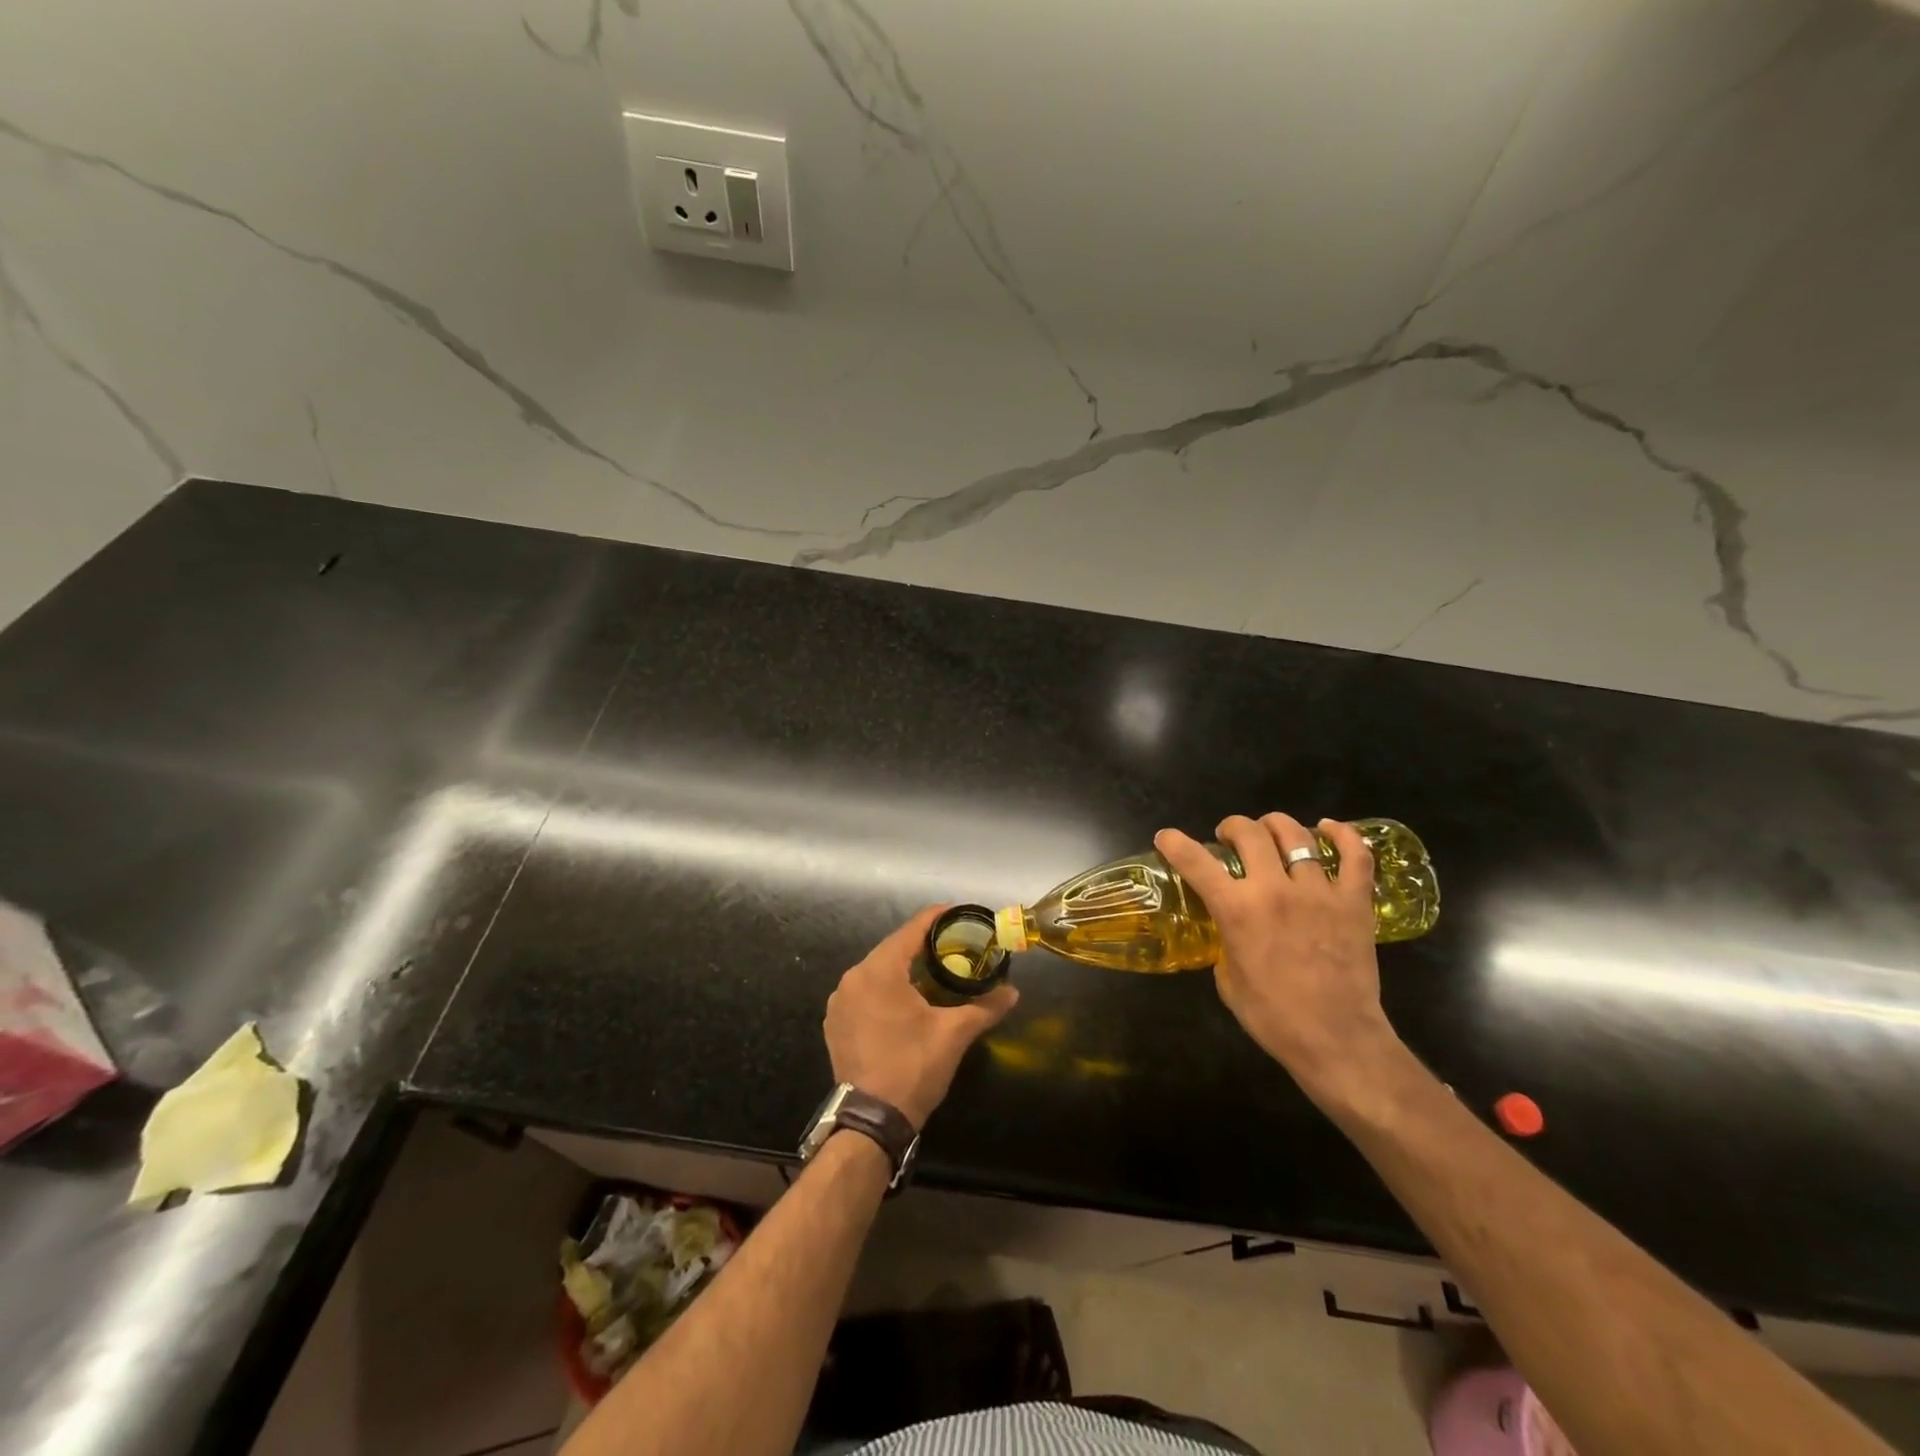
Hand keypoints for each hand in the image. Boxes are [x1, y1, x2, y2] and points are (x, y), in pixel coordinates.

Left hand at [824, 906, 1018, 1129]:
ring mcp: (839, 1001)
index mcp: (879, 970)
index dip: (937, 918)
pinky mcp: (835, 1023)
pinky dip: (885, 990)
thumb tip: (1013, 992)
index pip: (912, 930)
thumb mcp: (954, 1034)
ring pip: (877, 971)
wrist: (871, 1121)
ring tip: (933, 971)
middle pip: (893, 949)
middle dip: (922, 946)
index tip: (959, 914)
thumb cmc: (913, 1067)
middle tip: (953, 946)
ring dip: (903, 969)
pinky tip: (905, 1001)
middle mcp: (853, 978)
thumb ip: (985, 1007)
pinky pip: (864, 993)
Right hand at [1156, 814, 1400, 1100]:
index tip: (1166, 837)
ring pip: (1296, 835)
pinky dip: (1344, 835)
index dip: (1175, 842)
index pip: (1195, 861)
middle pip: (1249, 832)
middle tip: (1230, 838)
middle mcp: (1274, 889)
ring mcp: (1318, 891)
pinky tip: (1330, 828)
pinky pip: (1355, 855)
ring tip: (1271, 832)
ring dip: (1276, 826)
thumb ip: (1225, 944)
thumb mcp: (1228, 981)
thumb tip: (1228, 932)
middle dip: (1232, 827)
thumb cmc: (1274, 1018)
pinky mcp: (1354, 902)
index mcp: (1236, 910)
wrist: (1337, 1041)